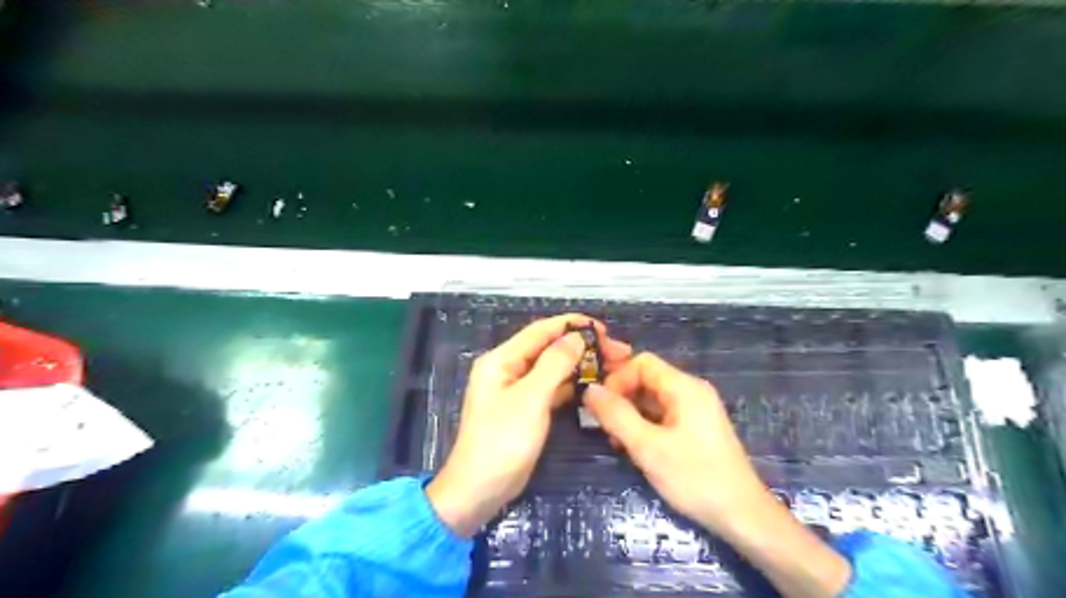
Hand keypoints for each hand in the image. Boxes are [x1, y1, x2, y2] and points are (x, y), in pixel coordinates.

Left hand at [428, 312, 630, 536]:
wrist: (480, 490)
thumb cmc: (502, 441)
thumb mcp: (530, 399)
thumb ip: (554, 364)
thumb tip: (577, 337)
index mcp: (501, 360)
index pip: (540, 331)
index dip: (572, 325)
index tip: (604, 330)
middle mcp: (508, 369)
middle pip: (549, 348)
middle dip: (581, 346)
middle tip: (617, 353)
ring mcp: (517, 390)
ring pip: (553, 368)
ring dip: (580, 365)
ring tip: (613, 367)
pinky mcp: (526, 409)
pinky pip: (552, 388)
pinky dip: (572, 385)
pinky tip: (594, 386)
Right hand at [581, 356, 849, 597]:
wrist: (742, 516)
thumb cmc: (695, 478)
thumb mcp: (648, 447)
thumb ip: (616, 415)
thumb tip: (589, 390)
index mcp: (685, 387)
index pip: (642, 363)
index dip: (617, 378)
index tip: (601, 406)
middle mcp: (691, 391)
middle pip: (647, 379)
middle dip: (621, 397)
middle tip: (604, 425)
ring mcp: (695, 410)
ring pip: (652, 399)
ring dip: (630, 414)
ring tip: (617, 441)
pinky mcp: (695, 428)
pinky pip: (662, 415)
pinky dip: (644, 425)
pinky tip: (634, 448)